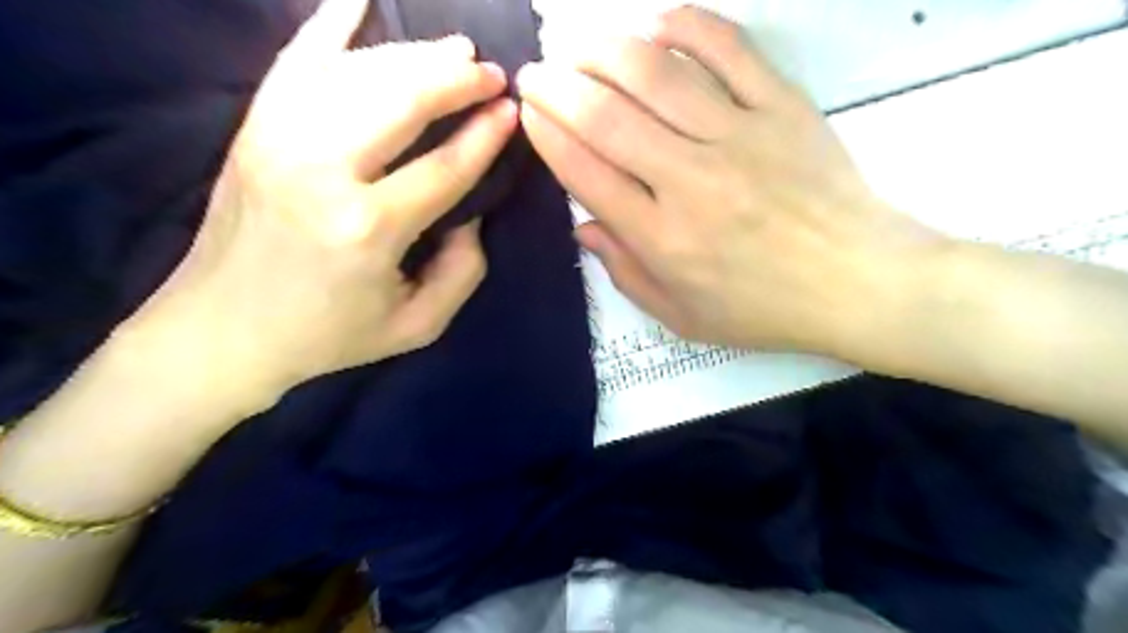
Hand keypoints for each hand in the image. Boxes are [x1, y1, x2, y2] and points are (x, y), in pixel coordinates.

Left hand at [125, 0, 514, 404]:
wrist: (224, 330)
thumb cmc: (329, 334)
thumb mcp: (418, 325)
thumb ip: (463, 273)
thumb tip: (471, 216)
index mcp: (368, 229)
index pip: (445, 166)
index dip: (485, 135)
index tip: (511, 111)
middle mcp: (322, 172)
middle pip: (401, 101)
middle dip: (455, 79)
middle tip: (490, 73)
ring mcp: (279, 140)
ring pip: (357, 73)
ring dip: (413, 54)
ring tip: (453, 50)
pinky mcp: (254, 129)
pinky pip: (295, 60)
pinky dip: (329, 23)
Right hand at [518, 4, 944, 356]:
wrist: (856, 283)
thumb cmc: (762, 309)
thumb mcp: (681, 317)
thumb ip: (625, 272)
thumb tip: (582, 226)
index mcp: (662, 238)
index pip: (586, 173)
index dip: (548, 136)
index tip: (529, 112)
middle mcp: (690, 181)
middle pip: (606, 118)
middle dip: (558, 87)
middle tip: (535, 71)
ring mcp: (738, 137)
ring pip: (655, 75)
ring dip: (603, 50)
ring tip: (575, 42)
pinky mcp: (781, 108)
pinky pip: (728, 50)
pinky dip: (686, 26)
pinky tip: (653, 22)